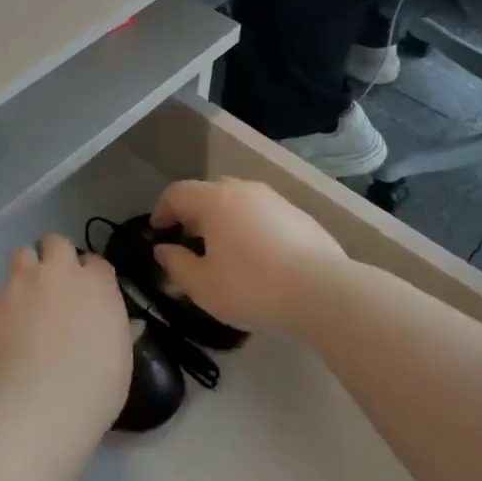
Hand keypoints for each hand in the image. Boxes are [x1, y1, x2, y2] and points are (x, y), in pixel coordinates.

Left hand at [0, 234, 131, 430]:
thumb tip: (120, 323)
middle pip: (55, 242)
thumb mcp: (121, 358)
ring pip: (20, 256)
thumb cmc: (94, 388)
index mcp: (96, 283)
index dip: (89, 276)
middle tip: (53, 288)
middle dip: (53, 258)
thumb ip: (117, 329)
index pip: (95, 261)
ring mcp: (19, 283)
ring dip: (23, 274)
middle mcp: (57, 272)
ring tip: (23, 305)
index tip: (87, 296)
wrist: (39, 406)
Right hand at [150, 179, 348, 331]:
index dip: (161, 210)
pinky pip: (263, 215)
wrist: (324, 291)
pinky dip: (251, 228)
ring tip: (224, 252)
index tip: (157, 232)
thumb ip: (177, 265)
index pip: (176, 193)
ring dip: (224, 221)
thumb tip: (163, 250)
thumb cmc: (252, 286)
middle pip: (208, 193)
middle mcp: (242, 190)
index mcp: (214, 200)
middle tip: (190, 243)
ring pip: (238, 202)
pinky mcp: (300, 216)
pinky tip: (259, 258)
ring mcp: (274, 199)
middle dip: (193, 215)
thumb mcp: (203, 286)